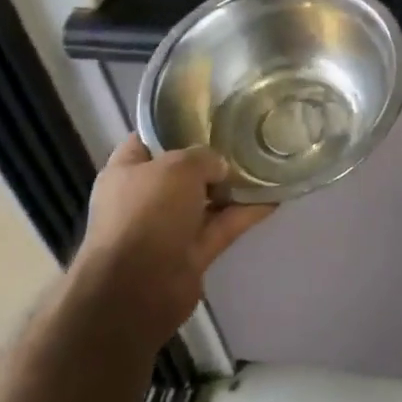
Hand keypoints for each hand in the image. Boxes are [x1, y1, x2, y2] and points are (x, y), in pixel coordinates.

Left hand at [70, 138, 271, 348]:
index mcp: (127, 171)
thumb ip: (204, 157)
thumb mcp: (177, 167)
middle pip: (183, 170)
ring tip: (267, 162)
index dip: (175, 123)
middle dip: (212, 157)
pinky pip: (222, 226)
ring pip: (207, 199)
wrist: (136, 291)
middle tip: (246, 135)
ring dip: (233, 186)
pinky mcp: (192, 253)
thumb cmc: (147, 214)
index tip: (209, 111)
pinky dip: (245, 213)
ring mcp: (168, 227)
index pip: (149, 138)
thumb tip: (219, 168)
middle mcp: (145, 197)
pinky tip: (274, 196)